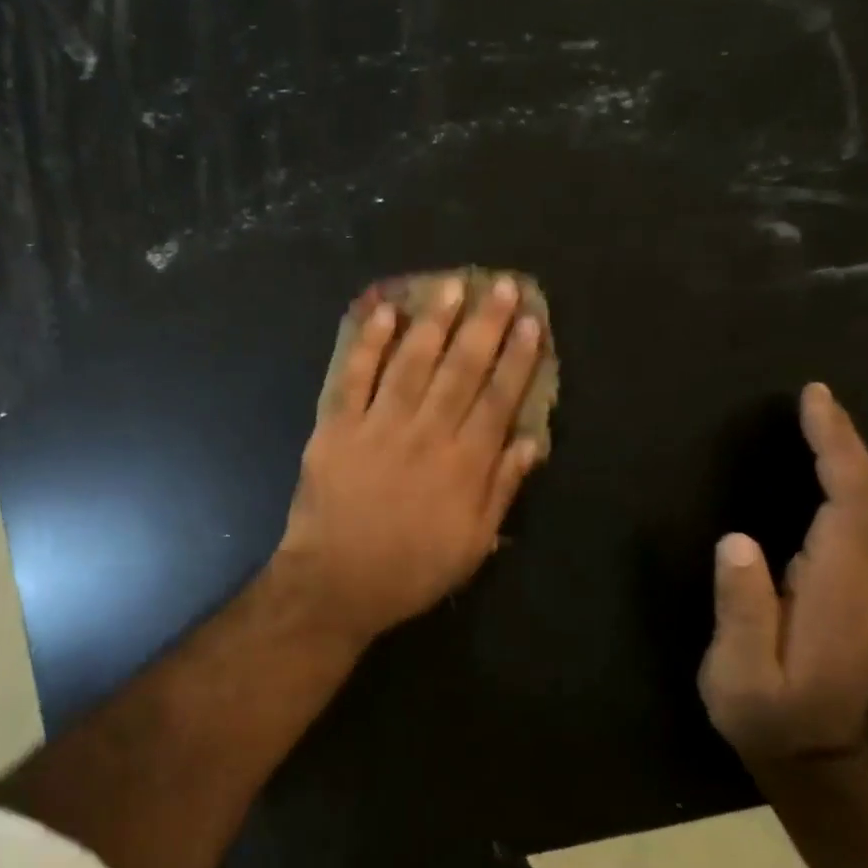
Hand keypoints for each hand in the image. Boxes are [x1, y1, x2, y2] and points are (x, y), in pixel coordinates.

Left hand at [275, 275, 545, 648]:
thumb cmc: (411, 569)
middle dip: (484, 325)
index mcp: (465, 463)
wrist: (337, 581)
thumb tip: (530, 442)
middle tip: (499, 286)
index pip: (499, 398)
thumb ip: (502, 489)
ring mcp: (379, 425)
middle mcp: (427, 433)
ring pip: (412, 362)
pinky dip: (369, 344)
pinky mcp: (337, 426)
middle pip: (461, 369)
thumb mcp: (473, 543)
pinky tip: (384, 314)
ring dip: (433, 322)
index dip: (518, 358)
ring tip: (450, 287)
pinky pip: (355, 376)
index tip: (530, 321)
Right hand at [699, 383, 867, 764]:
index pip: (851, 506)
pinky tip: (833, 472)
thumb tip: (737, 540)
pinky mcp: (857, 593)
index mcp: (836, 593)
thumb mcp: (739, 673)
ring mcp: (867, 588)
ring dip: (857, 460)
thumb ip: (742, 610)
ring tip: (822, 423)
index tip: (813, 403)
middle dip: (851, 444)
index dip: (838, 450)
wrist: (816, 759)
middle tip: (817, 400)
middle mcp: (864, 582)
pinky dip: (856, 484)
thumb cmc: (767, 715)